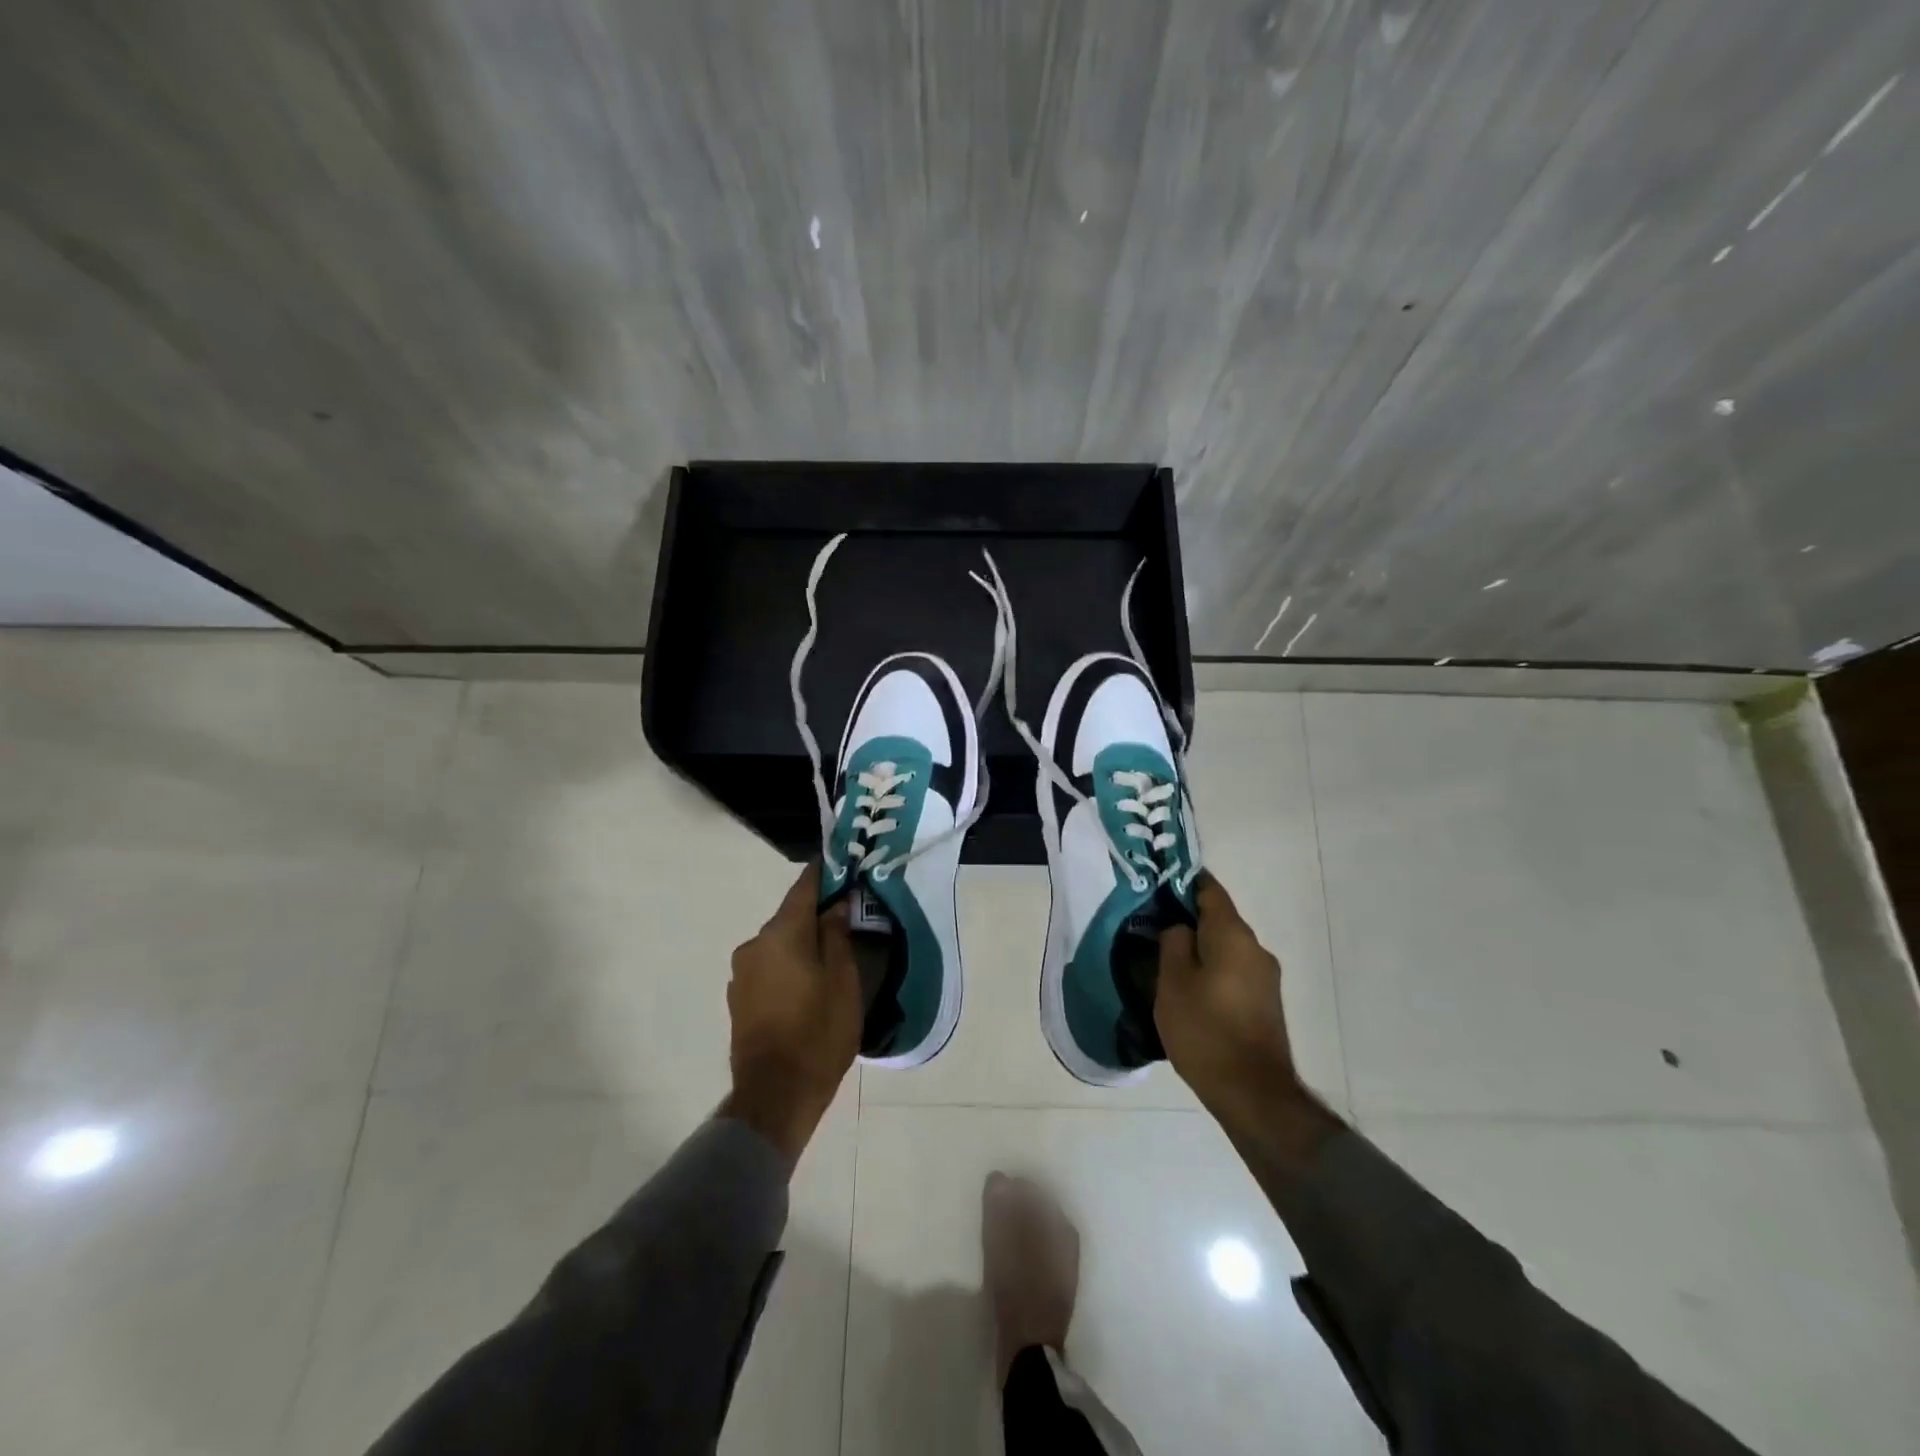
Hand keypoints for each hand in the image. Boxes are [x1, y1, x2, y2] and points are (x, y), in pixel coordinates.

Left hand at [722, 863, 862, 1164]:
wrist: (775, 1095)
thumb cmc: (818, 1032)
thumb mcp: (843, 980)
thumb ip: (836, 935)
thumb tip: (835, 904)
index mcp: (781, 933)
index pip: (804, 887)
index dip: (824, 873)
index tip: (843, 864)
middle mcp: (754, 944)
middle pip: (791, 916)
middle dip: (817, 914)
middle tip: (848, 918)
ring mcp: (741, 972)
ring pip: (779, 943)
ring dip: (802, 943)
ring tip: (831, 957)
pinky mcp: (738, 998)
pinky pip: (769, 966)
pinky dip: (789, 965)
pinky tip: (807, 984)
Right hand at [1156, 875, 1298, 1110]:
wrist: (1253, 1093)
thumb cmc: (1205, 1030)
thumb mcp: (1173, 982)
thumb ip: (1173, 943)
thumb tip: (1179, 927)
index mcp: (1233, 935)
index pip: (1209, 889)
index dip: (1183, 881)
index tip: (1157, 884)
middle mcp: (1255, 948)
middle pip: (1218, 919)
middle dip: (1186, 918)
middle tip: (1150, 926)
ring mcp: (1265, 977)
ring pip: (1224, 947)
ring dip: (1198, 947)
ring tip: (1164, 960)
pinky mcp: (1265, 1002)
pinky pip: (1233, 970)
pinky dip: (1211, 969)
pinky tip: (1189, 988)